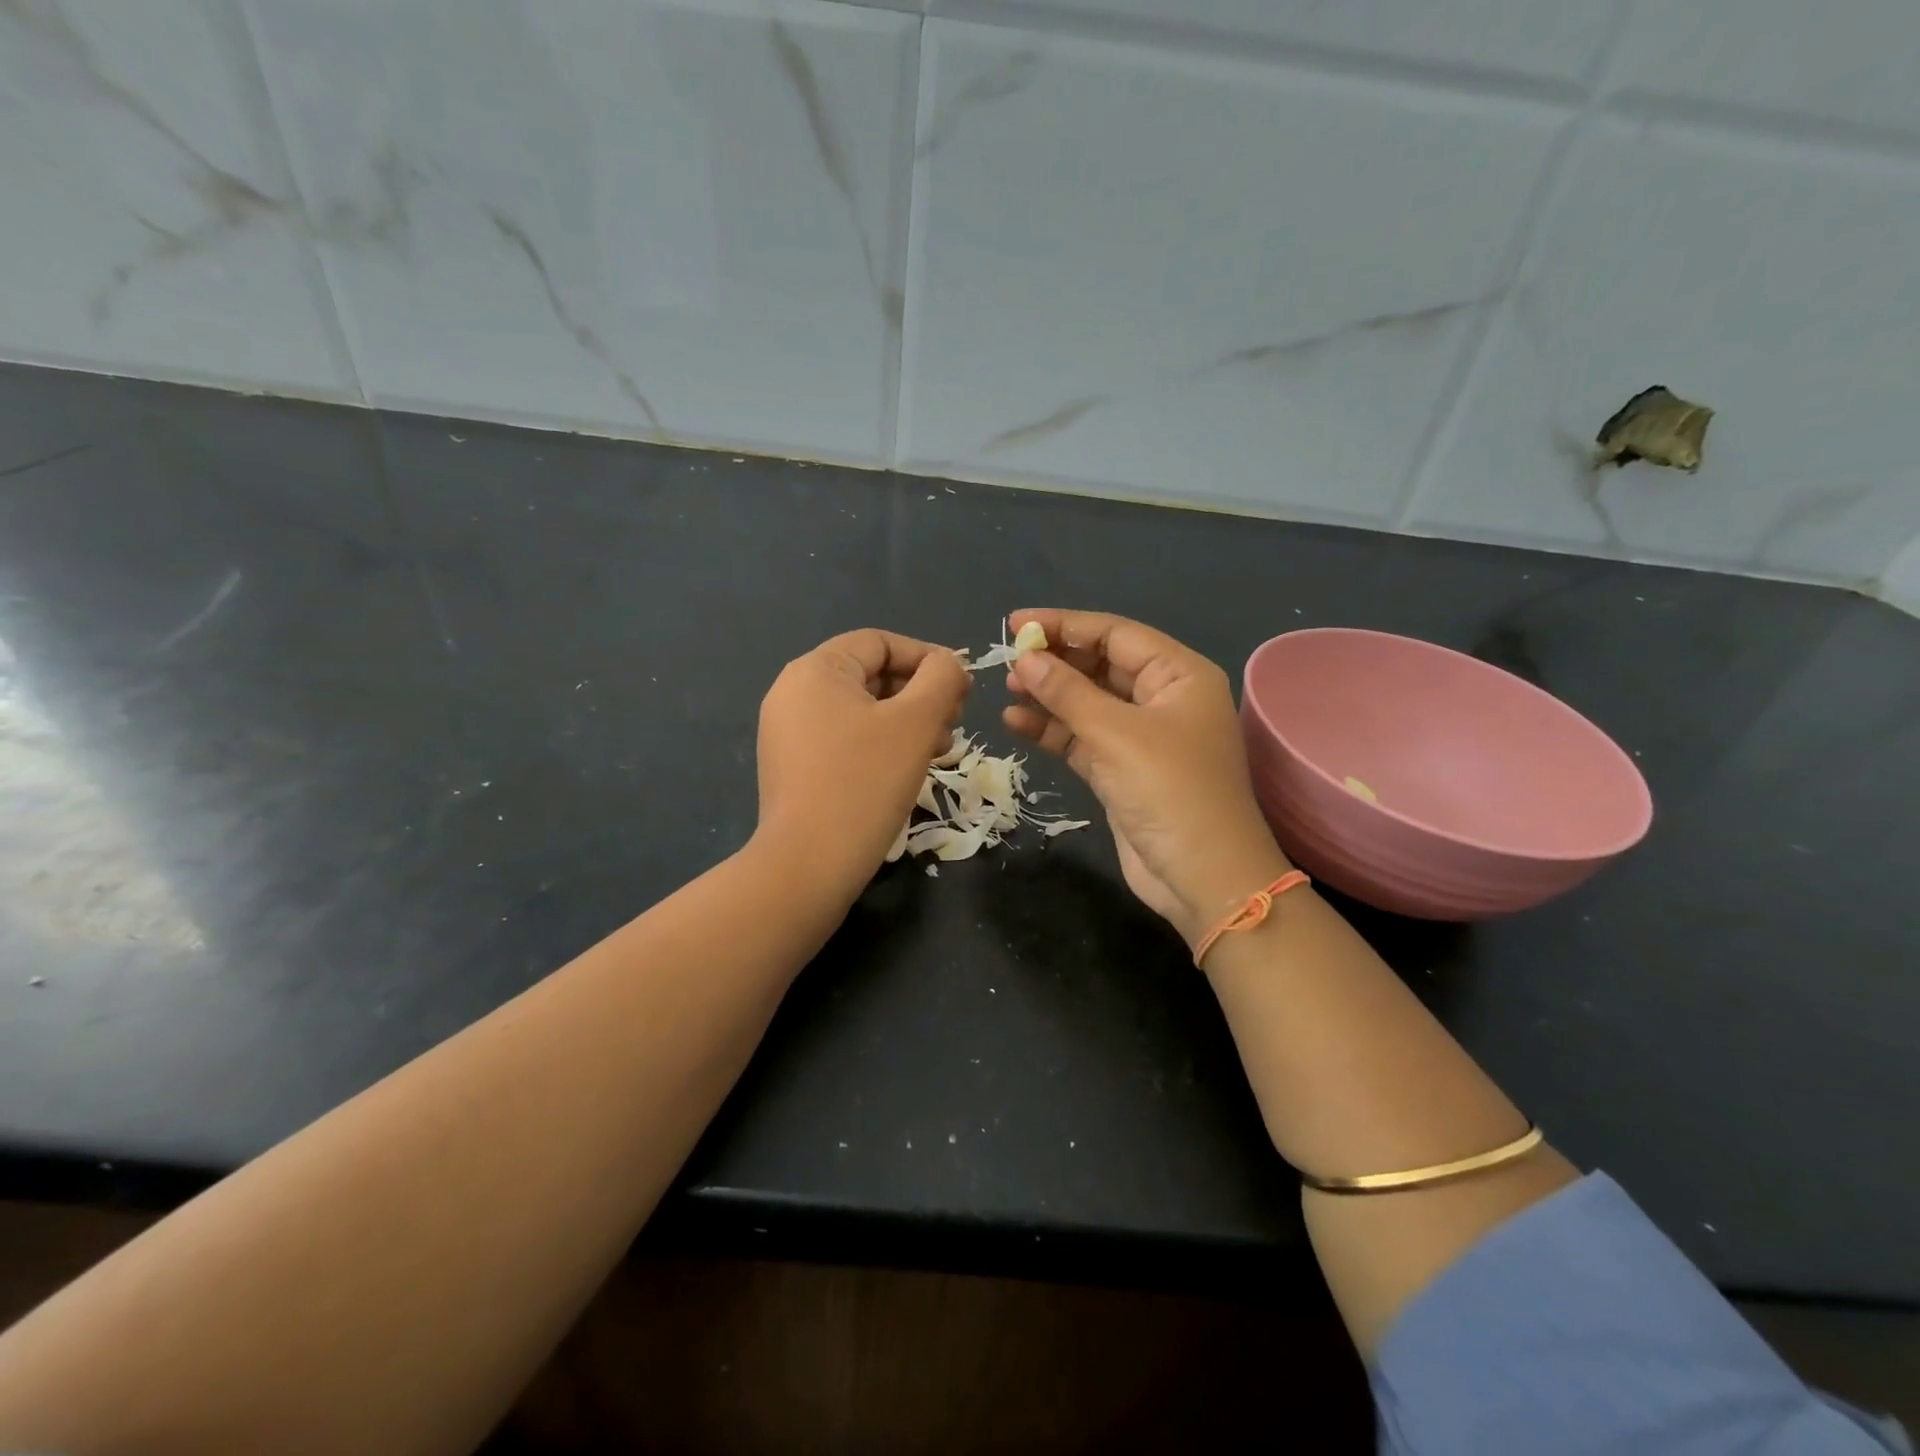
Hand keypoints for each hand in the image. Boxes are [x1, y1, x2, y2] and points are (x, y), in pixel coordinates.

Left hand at [756, 629, 969, 894]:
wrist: (808, 865)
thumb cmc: (865, 782)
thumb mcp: (916, 722)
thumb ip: (941, 679)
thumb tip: (949, 664)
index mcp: (816, 670)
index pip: (881, 643)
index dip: (928, 658)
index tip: (964, 688)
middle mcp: (794, 693)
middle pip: (872, 676)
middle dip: (921, 694)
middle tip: (956, 723)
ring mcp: (789, 733)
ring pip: (863, 711)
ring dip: (908, 723)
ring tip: (941, 750)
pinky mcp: (795, 768)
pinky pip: (846, 740)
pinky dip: (882, 745)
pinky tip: (910, 769)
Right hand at [1002, 610, 1289, 944]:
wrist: (1203, 878)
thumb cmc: (1170, 792)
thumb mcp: (1117, 735)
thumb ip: (1068, 693)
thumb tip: (1025, 659)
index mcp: (1179, 675)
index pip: (1115, 634)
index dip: (1065, 625)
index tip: (1016, 623)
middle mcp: (1162, 698)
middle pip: (1101, 664)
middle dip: (1055, 661)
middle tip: (1007, 660)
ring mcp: (1141, 736)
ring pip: (1088, 702)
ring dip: (1049, 695)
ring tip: (1007, 688)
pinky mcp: (1121, 770)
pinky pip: (1081, 737)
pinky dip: (1052, 729)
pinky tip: (1015, 722)